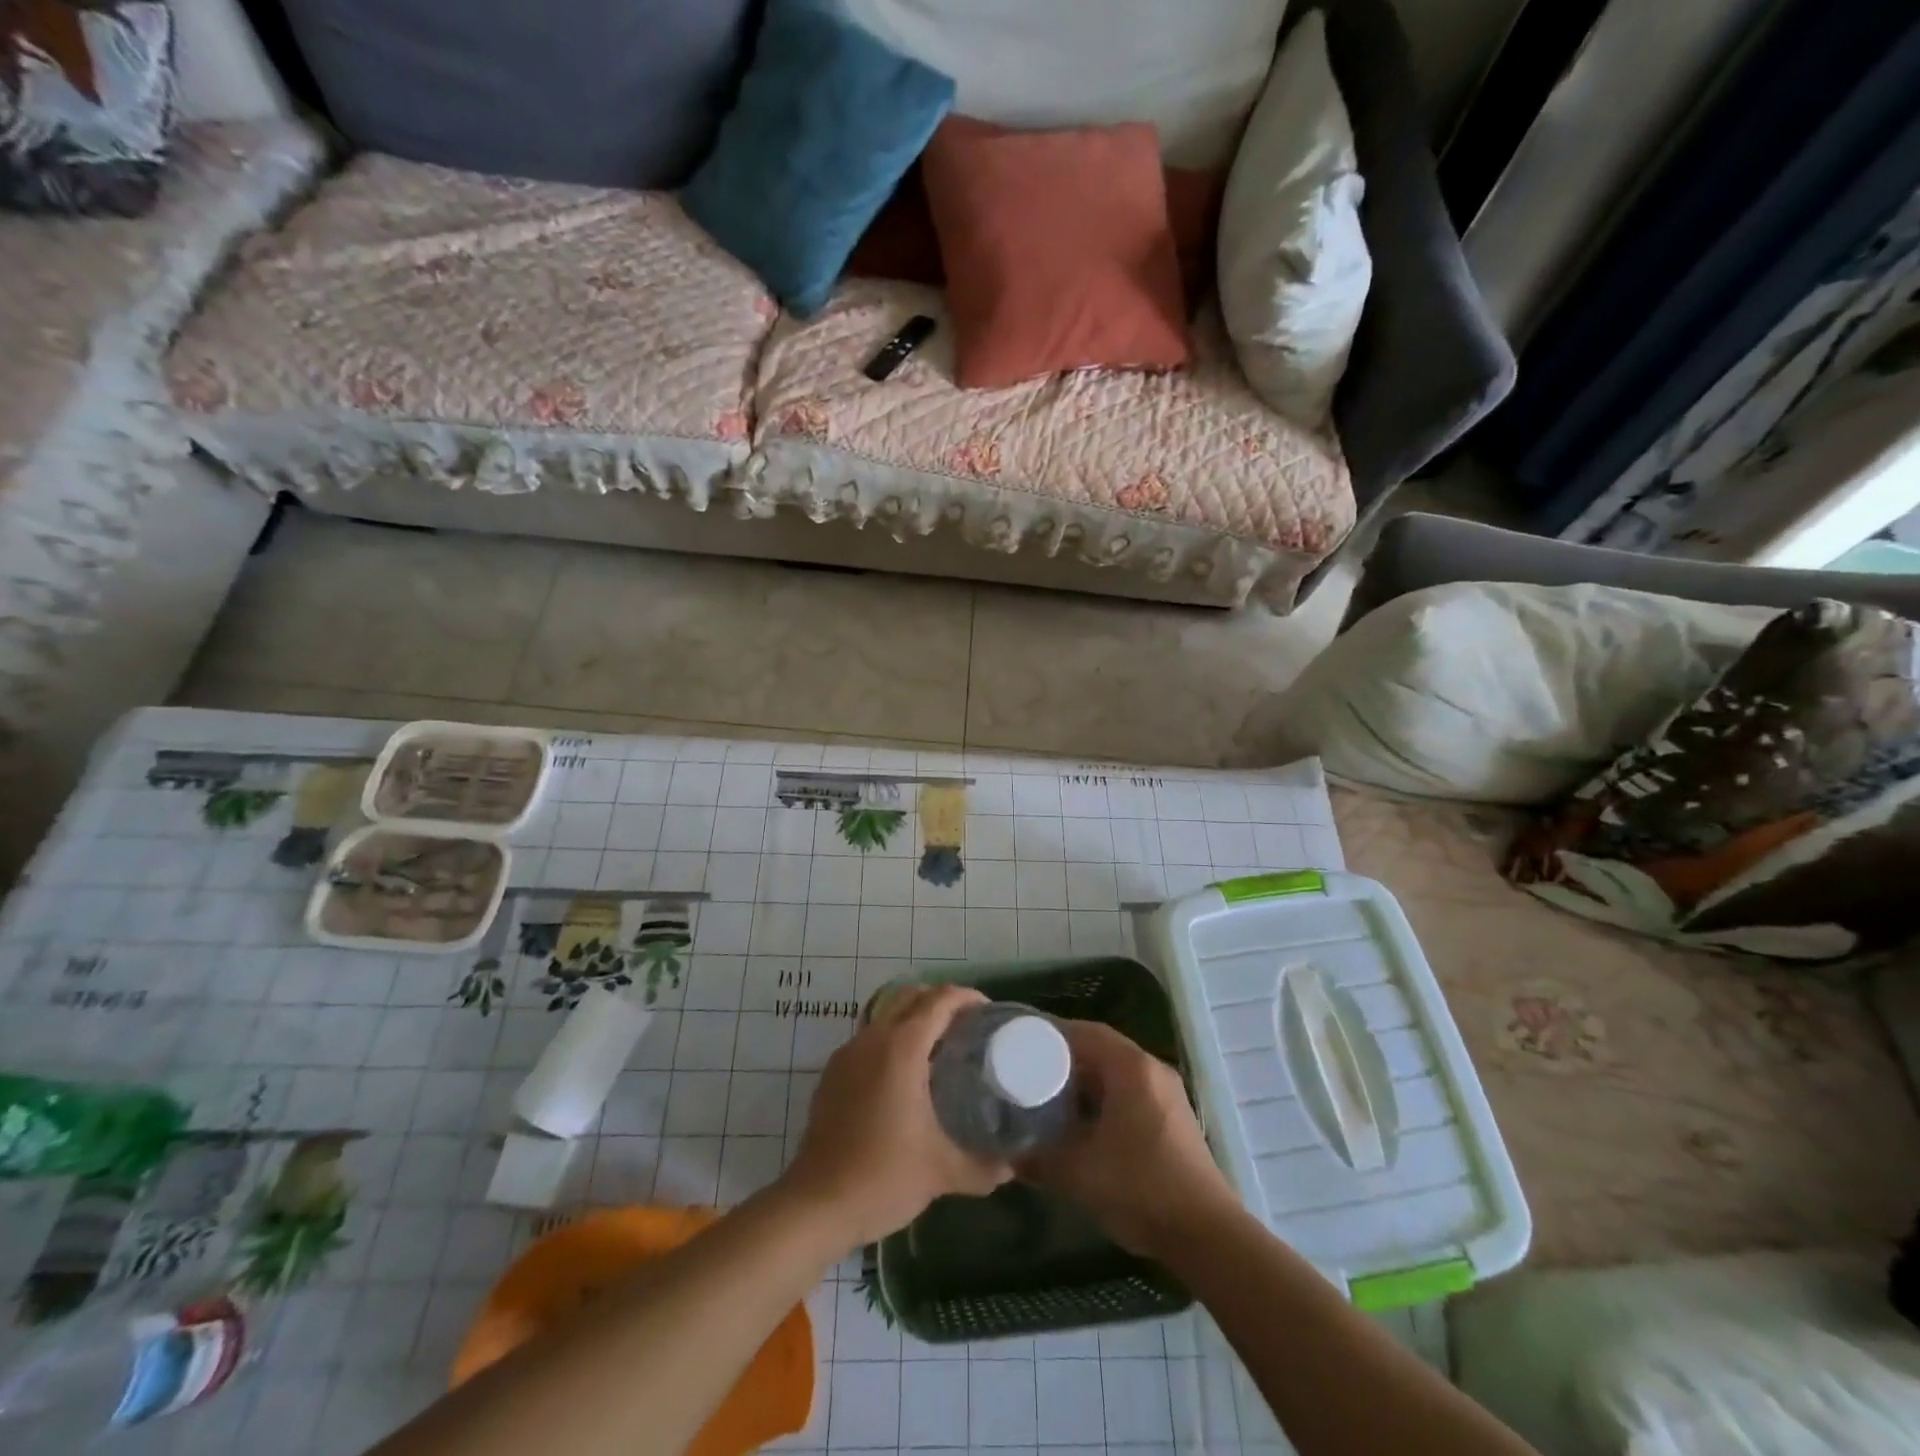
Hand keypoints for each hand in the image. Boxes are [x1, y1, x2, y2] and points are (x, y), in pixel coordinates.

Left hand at [781, 984, 1010, 1251]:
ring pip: (887, 1015)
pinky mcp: (833, 1073)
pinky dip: (893, 1038)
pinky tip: (906, 1074)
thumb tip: (1011, 1168)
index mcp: (902, 1048)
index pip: (939, 1001)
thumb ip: (982, 1167)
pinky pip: (870, 1037)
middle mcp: (873, 1039)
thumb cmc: (883, 1178)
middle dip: (941, 1001)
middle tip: (969, 1025)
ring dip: (915, 1018)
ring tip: (941, 1046)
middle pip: (911, 997)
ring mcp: (848, 1053)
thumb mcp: (942, 1172)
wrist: (816, 1205)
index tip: (989, 1011)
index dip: (967, 997)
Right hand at [1021, 1020, 1238, 1257]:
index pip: (1086, 1032)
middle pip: (1102, 1049)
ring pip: (1116, 1073)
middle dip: (1065, 1060)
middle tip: (1030, 1072)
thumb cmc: (1140, 1187)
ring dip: (1085, 1082)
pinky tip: (1083, 1125)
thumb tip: (1009, 1158)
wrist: (1207, 1235)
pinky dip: (1104, 1100)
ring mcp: (1167, 1094)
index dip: (1051, 1035)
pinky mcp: (1173, 1119)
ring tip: (1050, 1098)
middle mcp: (1152, 1070)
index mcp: (1131, 1067)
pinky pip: (1130, 1093)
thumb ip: (1039, 1160)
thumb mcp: (1079, 1173)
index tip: (1022, 1045)